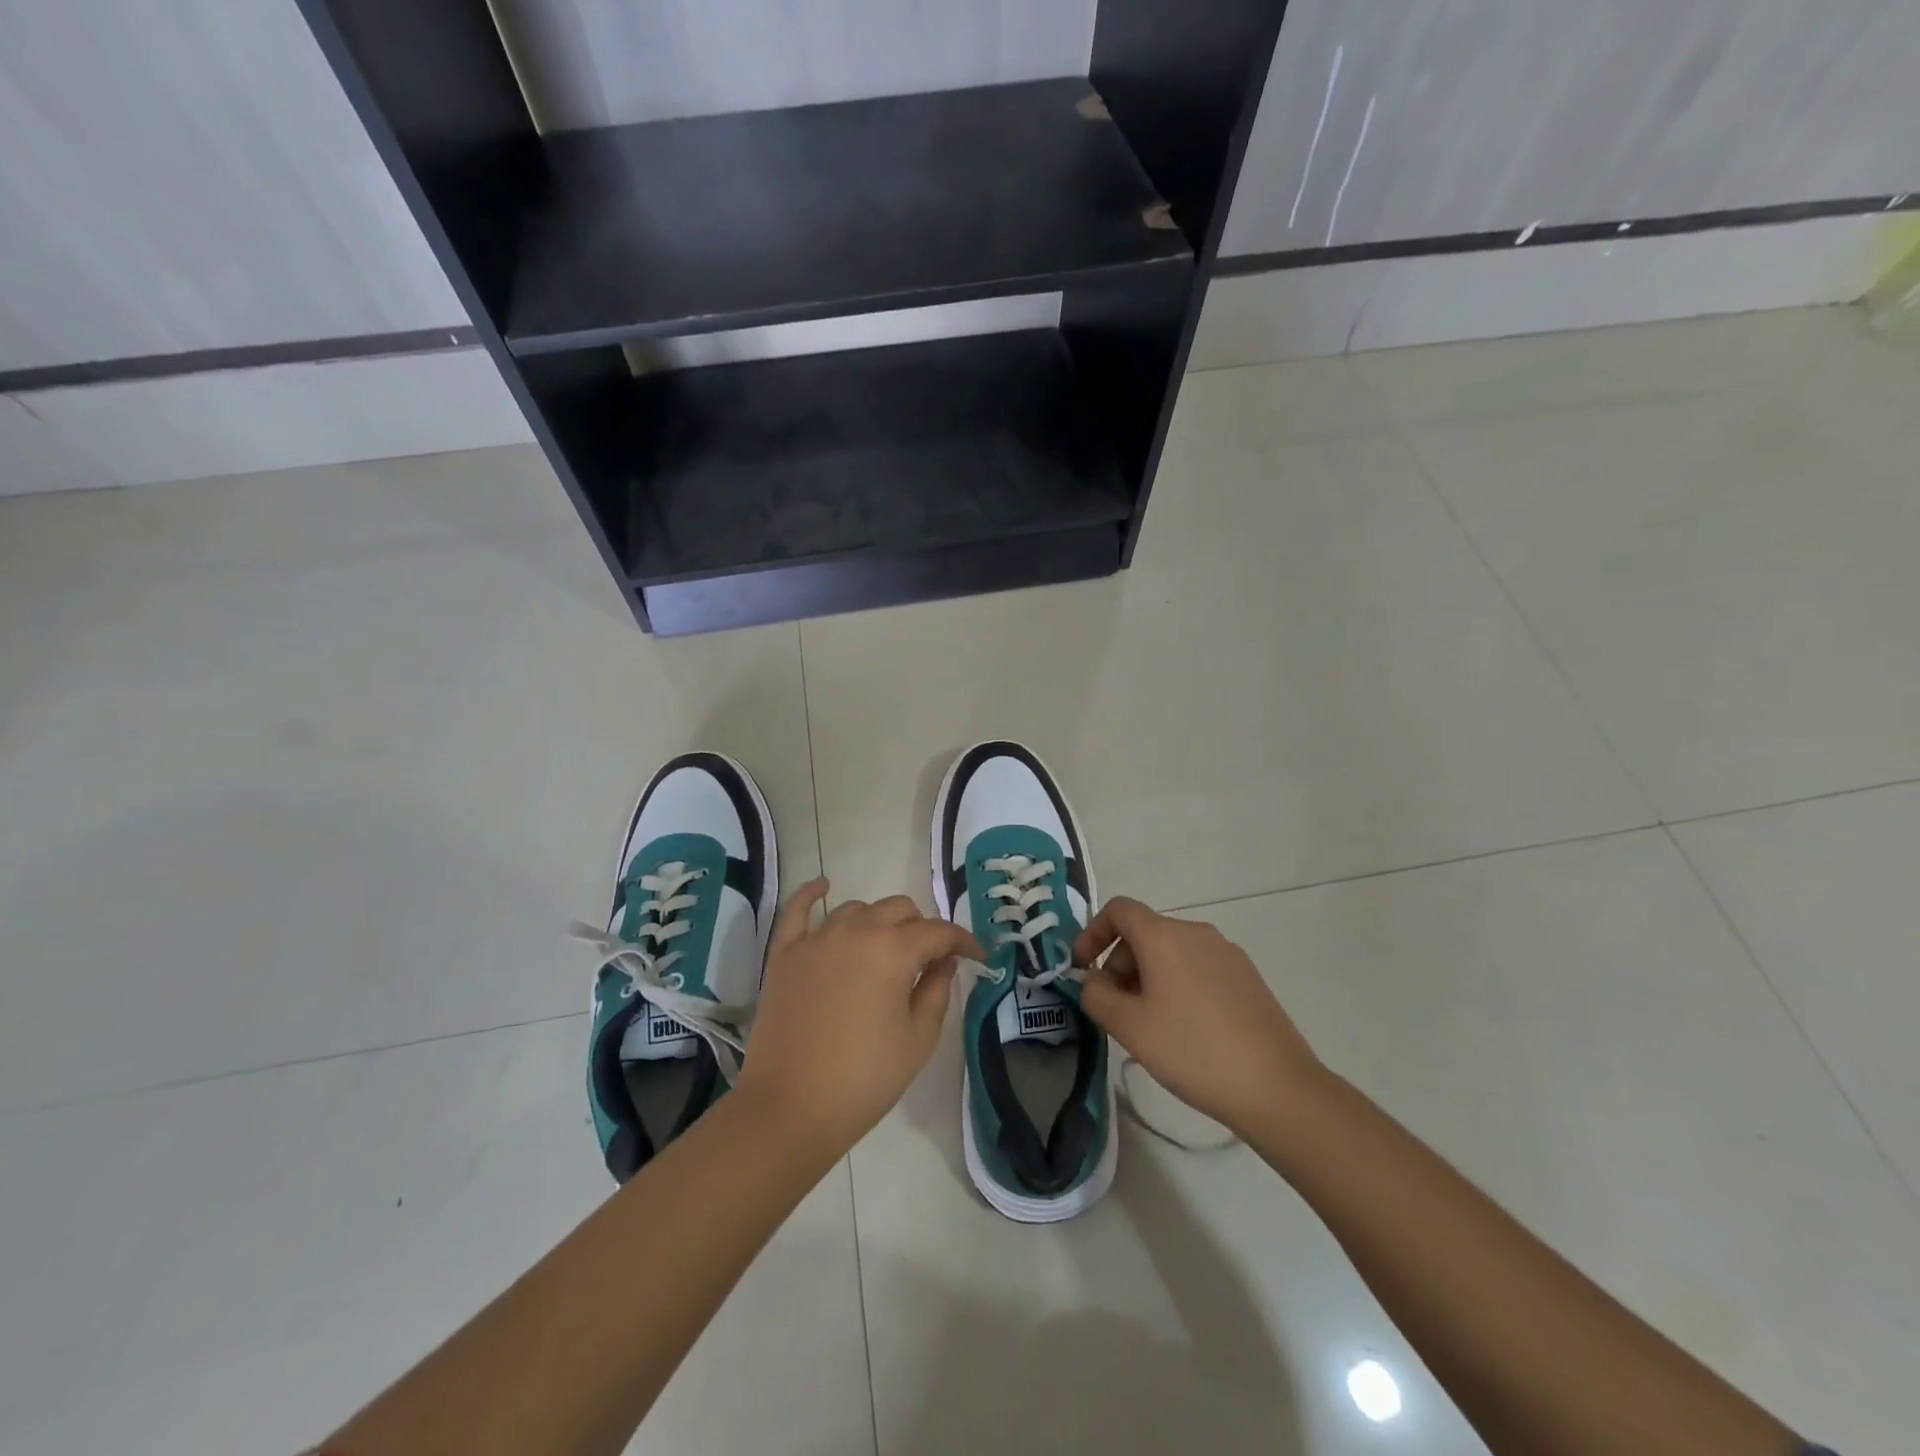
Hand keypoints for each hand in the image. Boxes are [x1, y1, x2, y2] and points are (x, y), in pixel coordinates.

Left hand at [735, 880, 981, 1157]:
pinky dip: (812, 894)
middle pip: (899, 910)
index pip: (938, 932)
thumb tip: (943, 961)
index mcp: (893, 950)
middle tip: (931, 960)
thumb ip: (937, 990)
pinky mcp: (786, 953)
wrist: (790, 1108)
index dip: (963, 941)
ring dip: (879, 921)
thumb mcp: (918, 1039)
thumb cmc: (864, 1078)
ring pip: (857, 909)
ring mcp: (816, 938)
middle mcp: (856, 930)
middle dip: (922, 929)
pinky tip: (824, 886)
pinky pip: (797, 910)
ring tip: (886, 948)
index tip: (978, 956)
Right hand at [1073, 897, 1323, 1136]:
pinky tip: (1185, 1031)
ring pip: (1172, 953)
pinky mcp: (1248, 977)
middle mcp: (1196, 933)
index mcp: (1164, 936)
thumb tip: (1094, 980)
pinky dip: (1178, 986)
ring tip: (1149, 1026)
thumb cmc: (1193, 1051)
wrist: (1278, 1088)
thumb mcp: (1129, 1027)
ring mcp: (1227, 953)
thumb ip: (1096, 995)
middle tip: (1116, 1011)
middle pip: (1144, 933)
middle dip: (1120, 965)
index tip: (1083, 969)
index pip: (1119, 910)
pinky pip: (1198, 968)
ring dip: (1148, 978)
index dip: (1093, 933)